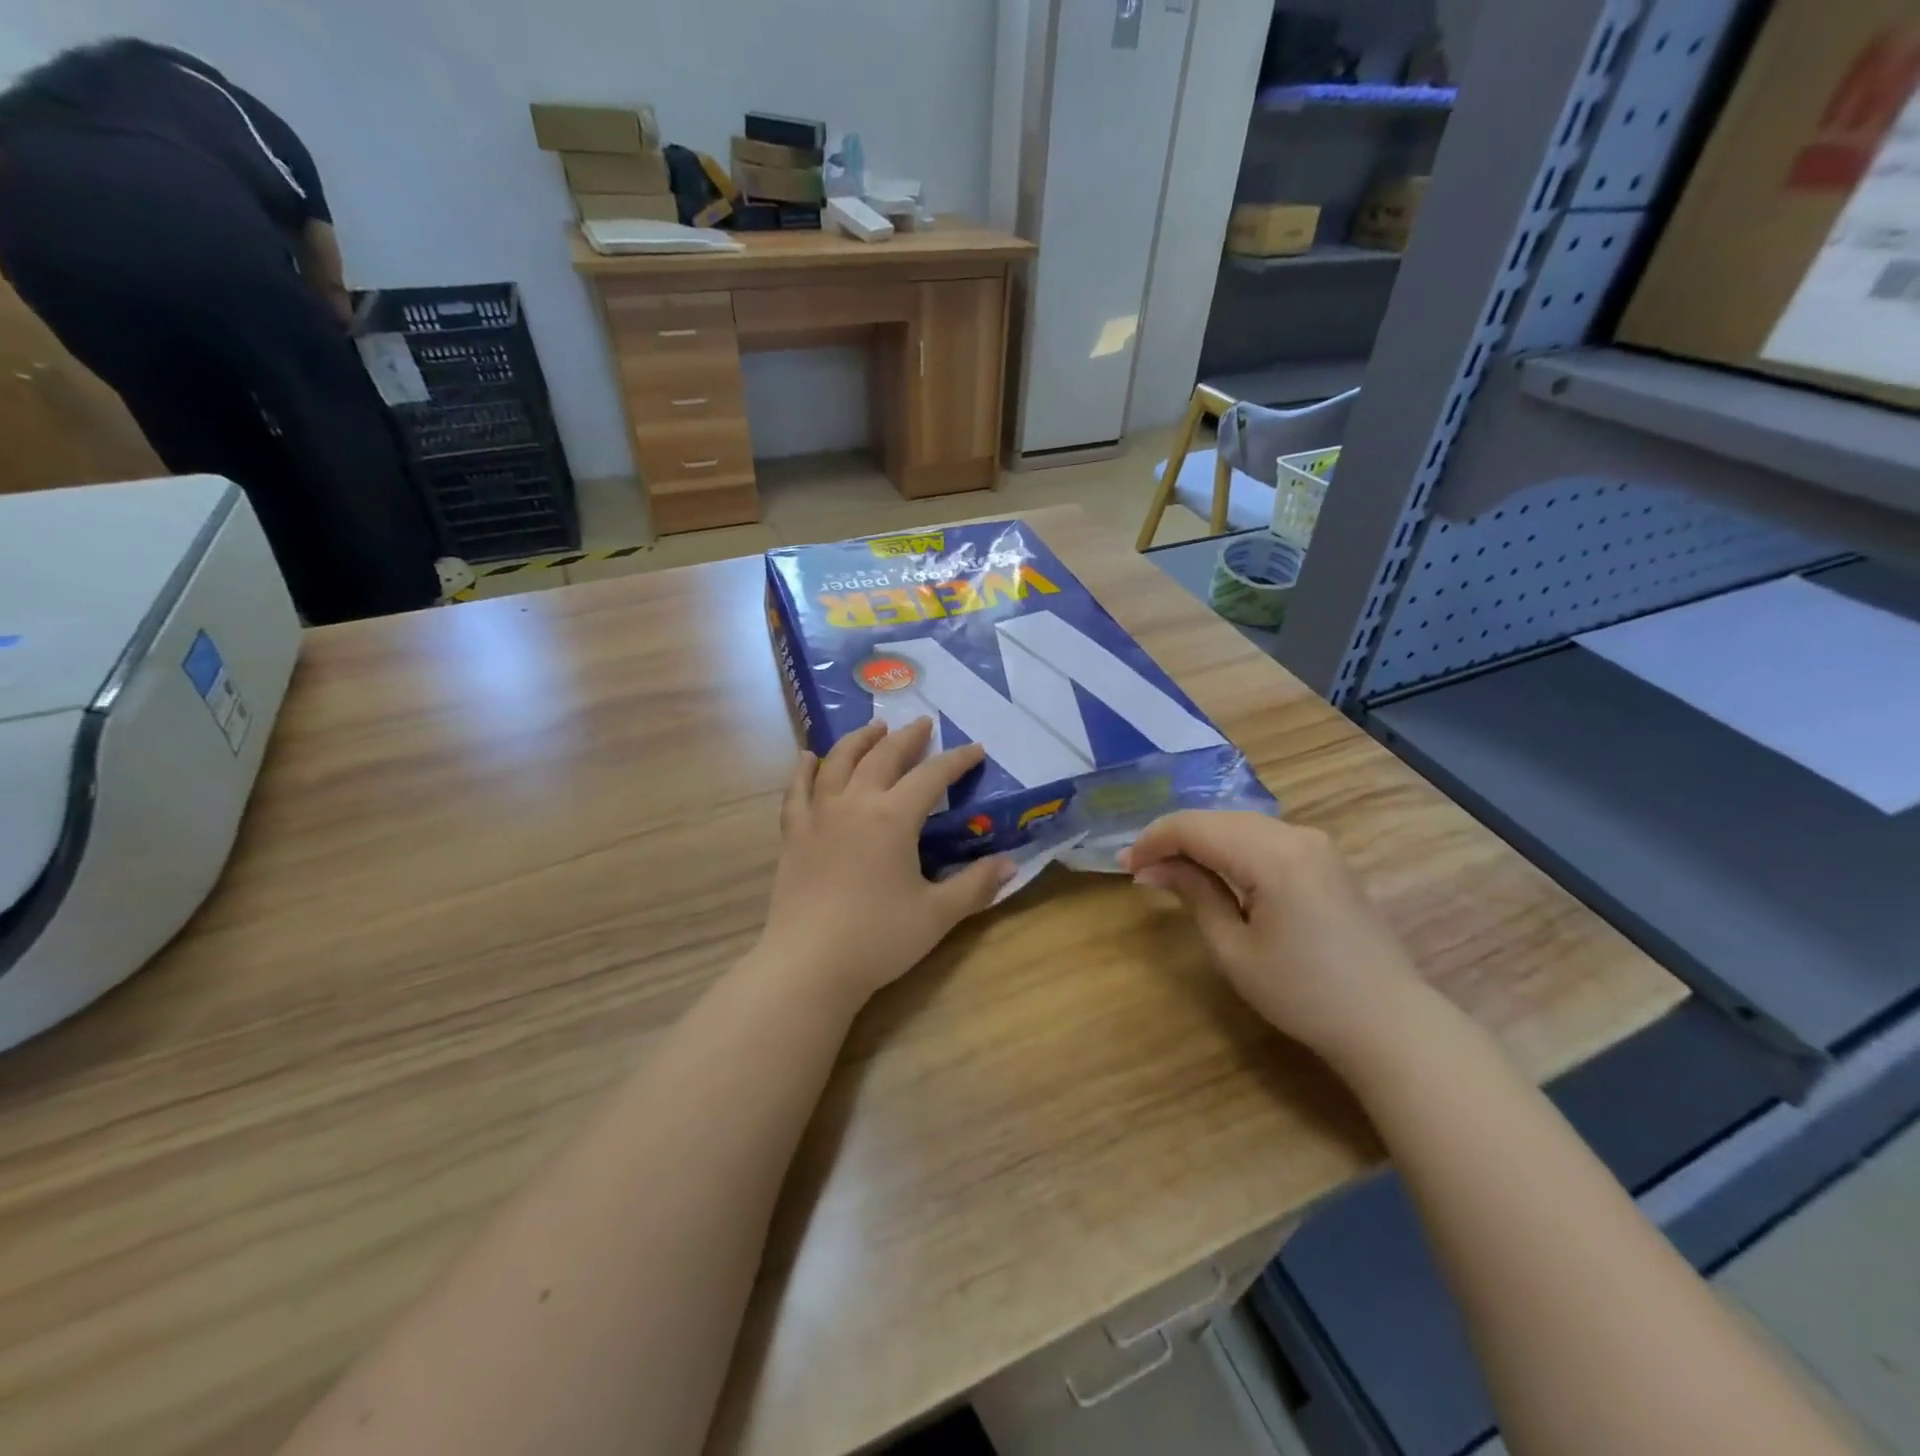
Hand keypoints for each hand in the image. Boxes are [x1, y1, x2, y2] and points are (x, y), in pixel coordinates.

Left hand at [760, 719, 1012, 1004]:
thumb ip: (975, 885)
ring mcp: (819, 816)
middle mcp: (855, 804)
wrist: (809, 965)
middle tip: (923, 724)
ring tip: (874, 727)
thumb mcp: (937, 914)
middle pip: (883, 757)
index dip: (956, 760)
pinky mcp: (793, 835)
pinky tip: (807, 757)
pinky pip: (797, 791)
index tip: (975, 749)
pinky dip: (803, 770)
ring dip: (859, 740)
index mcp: (893, 817)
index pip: (932, 776)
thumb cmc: (878, 938)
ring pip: (838, 763)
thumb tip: (1010, 863)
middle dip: (907, 738)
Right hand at [1121, 812, 1431, 1065]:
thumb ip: (1194, 895)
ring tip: (1169, 869)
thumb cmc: (1304, 994)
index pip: (1196, 827)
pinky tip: (1214, 870)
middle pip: (1218, 819)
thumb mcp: (1235, 950)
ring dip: (1201, 840)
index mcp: (1273, 856)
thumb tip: (1151, 869)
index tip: (1125, 865)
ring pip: (1241, 824)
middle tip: (1140, 868)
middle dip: (1174, 838)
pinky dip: (1231, 847)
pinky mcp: (1326, 858)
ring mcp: (1317, 844)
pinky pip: (1265, 837)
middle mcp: (1296, 835)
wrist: (1389, 1023)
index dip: (1154, 840)